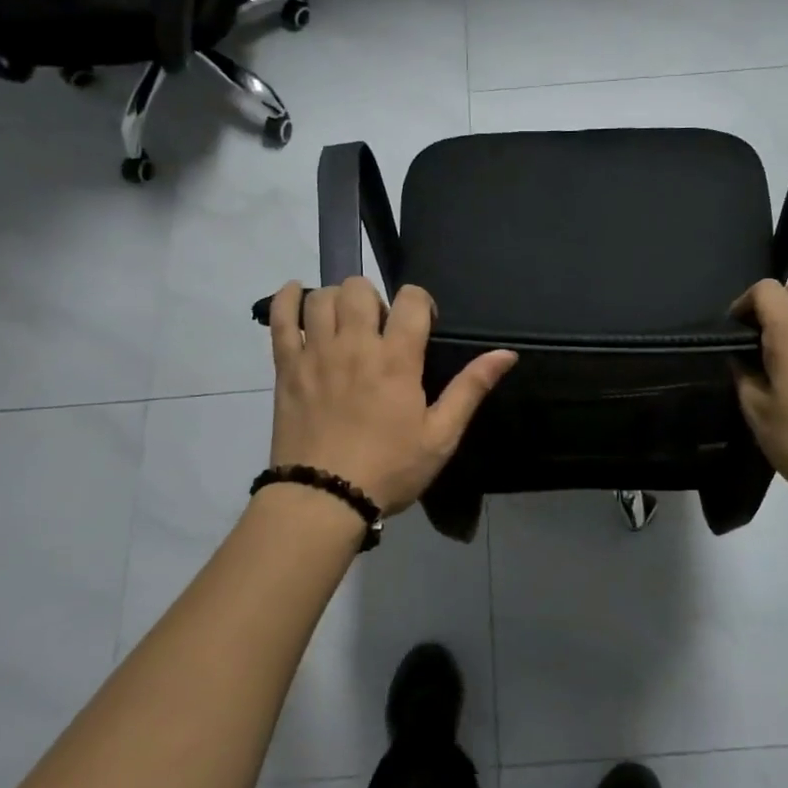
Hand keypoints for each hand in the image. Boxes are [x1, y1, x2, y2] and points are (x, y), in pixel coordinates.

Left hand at [266, 279, 517, 515]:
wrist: (322, 499)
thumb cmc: (389, 469)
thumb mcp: (440, 435)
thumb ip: (471, 388)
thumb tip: (507, 353)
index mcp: (397, 359)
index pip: (411, 299)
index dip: (421, 302)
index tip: (423, 325)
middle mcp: (355, 345)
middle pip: (360, 288)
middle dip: (376, 298)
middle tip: (381, 329)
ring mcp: (316, 353)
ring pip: (323, 297)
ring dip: (338, 300)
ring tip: (346, 323)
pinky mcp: (287, 367)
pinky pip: (280, 318)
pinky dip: (287, 298)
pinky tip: (298, 294)